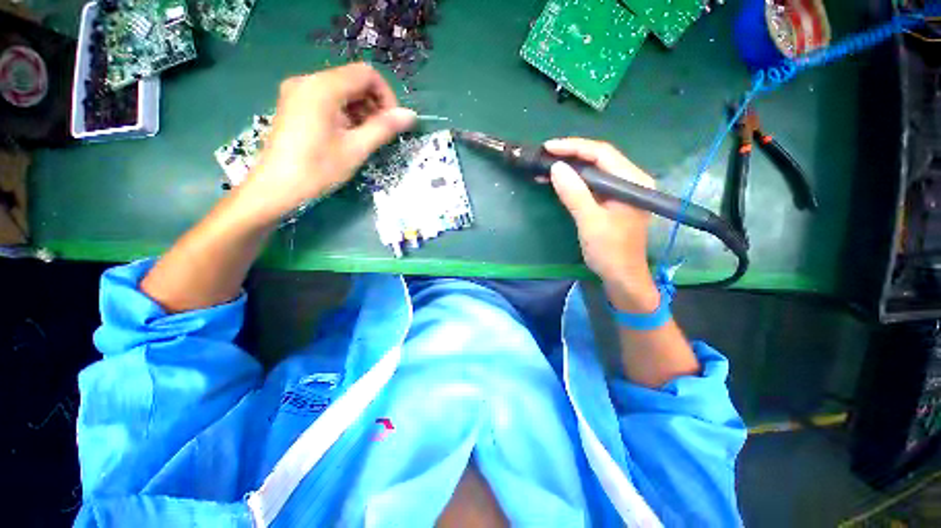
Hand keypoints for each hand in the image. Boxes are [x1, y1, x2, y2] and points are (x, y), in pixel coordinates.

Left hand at [238, 63, 416, 222]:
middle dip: (373, 104)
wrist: (276, 186)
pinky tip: (347, 135)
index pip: (366, 74)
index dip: (386, 96)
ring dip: (360, 110)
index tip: (392, 122)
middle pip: (353, 80)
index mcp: (322, 87)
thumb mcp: (356, 149)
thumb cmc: (318, 169)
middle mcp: (308, 80)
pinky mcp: (294, 103)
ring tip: (364, 137)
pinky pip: (328, 99)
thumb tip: (411, 115)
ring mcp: (298, 91)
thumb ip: (384, 128)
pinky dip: (345, 113)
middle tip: (380, 133)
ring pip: (341, 90)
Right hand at [544, 138, 659, 311]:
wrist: (621, 276)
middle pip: (599, 158)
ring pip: (593, 170)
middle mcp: (630, 180)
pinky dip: (573, 181)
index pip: (602, 153)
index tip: (548, 147)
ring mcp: (621, 190)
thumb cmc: (609, 251)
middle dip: (570, 155)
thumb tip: (556, 168)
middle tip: (544, 156)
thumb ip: (575, 194)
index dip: (574, 147)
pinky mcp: (612, 200)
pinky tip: (558, 181)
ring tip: (545, 167)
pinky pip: (591, 184)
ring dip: (570, 168)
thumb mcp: (590, 222)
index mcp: (632, 181)